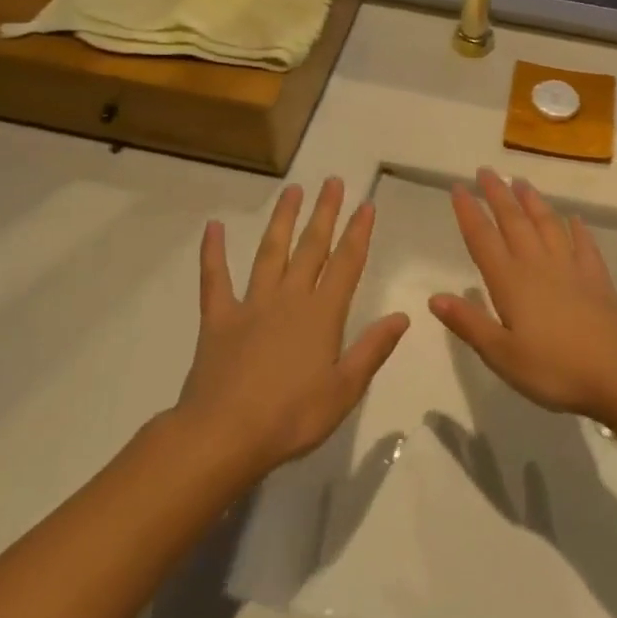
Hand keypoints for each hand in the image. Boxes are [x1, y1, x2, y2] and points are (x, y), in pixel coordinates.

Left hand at [178, 179, 407, 476]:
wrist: (224, 435)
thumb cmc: (292, 417)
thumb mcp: (345, 389)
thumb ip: (373, 349)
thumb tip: (403, 316)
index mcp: (322, 314)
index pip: (346, 264)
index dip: (358, 233)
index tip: (366, 205)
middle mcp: (290, 298)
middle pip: (311, 247)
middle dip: (325, 213)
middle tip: (333, 181)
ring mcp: (252, 305)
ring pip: (270, 252)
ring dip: (283, 220)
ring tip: (293, 190)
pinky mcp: (219, 319)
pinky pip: (215, 279)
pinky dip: (213, 253)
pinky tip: (214, 227)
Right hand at [431, 169, 616, 419]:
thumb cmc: (553, 369)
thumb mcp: (502, 355)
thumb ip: (469, 323)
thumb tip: (434, 297)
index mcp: (510, 282)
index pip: (483, 239)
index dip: (469, 212)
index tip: (458, 187)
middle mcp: (538, 265)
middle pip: (514, 222)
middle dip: (498, 195)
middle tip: (486, 171)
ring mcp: (571, 267)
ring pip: (547, 224)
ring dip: (533, 202)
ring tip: (522, 182)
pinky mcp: (596, 277)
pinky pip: (583, 243)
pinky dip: (577, 228)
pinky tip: (574, 219)